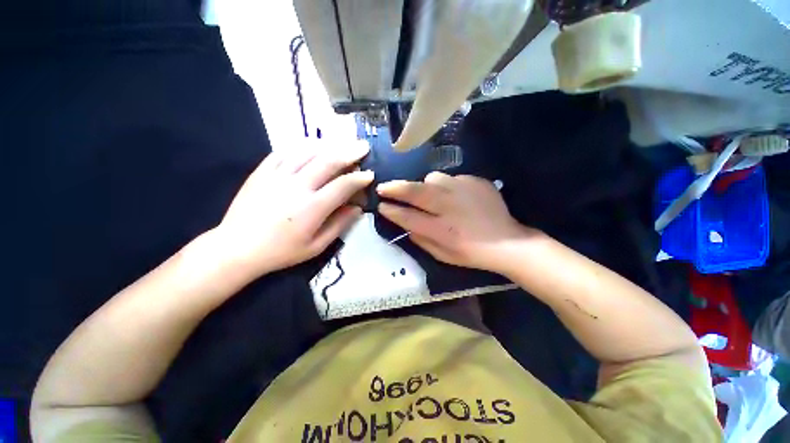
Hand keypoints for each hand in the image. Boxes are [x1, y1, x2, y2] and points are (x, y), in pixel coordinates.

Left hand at [212, 142, 372, 278]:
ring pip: (307, 151)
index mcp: (312, 208)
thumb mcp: (316, 246)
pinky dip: (301, 146)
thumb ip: (339, 225)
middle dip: (350, 152)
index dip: (360, 178)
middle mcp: (297, 186)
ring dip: (328, 145)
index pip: (343, 185)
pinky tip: (311, 145)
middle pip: (328, 161)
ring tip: (341, 143)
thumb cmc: (281, 252)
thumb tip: (358, 208)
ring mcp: (277, 176)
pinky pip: (284, 151)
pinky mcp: (262, 172)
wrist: (237, 248)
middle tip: (363, 146)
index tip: (370, 174)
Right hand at [377, 172, 532, 272]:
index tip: (381, 205)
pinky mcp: (475, 181)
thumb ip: (421, 240)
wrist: (507, 241)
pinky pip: (451, 178)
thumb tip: (406, 225)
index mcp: (442, 230)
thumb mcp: (443, 255)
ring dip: (424, 185)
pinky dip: (446, 186)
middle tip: (383, 187)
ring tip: (429, 194)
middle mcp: (450, 207)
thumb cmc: (472, 253)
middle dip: (395, 188)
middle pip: (416, 192)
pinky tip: (454, 197)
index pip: (408, 217)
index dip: (392, 211)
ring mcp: (464, 190)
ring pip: (432, 178)